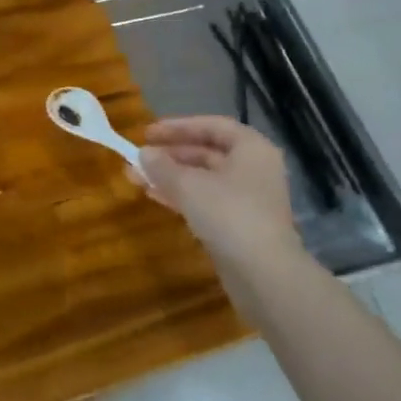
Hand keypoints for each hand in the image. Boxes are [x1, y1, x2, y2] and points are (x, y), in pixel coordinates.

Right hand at [134, 117, 303, 272]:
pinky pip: (206, 200)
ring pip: (203, 179)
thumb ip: (162, 166)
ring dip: (170, 177)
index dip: (178, 127)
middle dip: (169, 155)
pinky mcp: (240, 225)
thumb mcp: (188, 185)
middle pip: (207, 152)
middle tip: (138, 157)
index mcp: (251, 148)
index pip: (212, 126)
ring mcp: (248, 199)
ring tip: (136, 178)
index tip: (147, 133)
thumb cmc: (229, 214)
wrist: (264, 275)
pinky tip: (154, 196)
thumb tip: (143, 154)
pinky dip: (181, 196)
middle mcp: (253, 169)